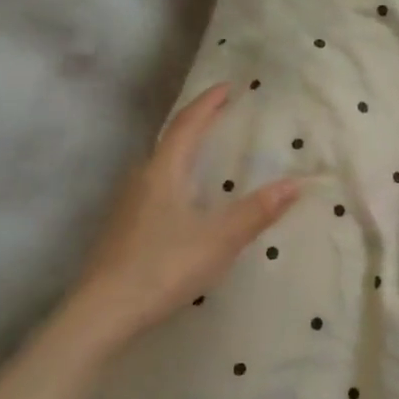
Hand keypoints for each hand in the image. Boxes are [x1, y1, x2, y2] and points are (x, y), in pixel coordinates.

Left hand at [56, 83, 300, 359]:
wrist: (103, 312)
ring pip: (159, 166)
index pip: (187, 126)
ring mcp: (127, 206)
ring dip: (183, 152)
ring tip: (206, 152)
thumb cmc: (164, 267)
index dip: (207, 104)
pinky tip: (184, 200)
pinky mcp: (123, 229)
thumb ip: (256, 211)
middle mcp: (140, 180)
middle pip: (169, 141)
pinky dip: (175, 178)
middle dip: (196, 124)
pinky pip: (154, 188)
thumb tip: (294, 183)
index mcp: (163, 173)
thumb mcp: (219, 239)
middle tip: (220, 115)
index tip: (226, 87)